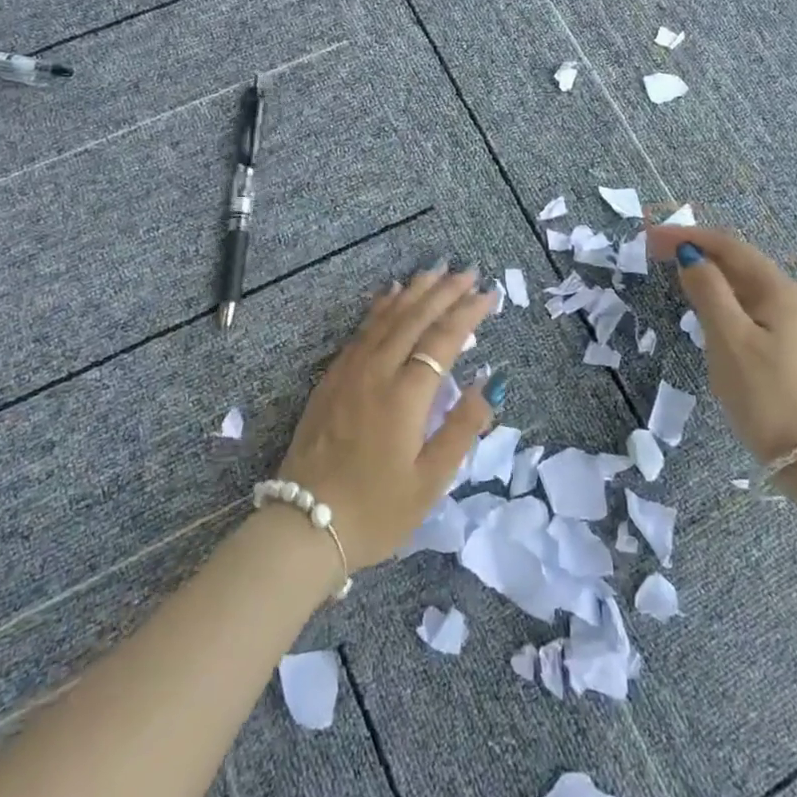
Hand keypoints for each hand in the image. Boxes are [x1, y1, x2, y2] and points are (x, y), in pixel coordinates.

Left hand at [276, 265, 497, 568]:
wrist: (305, 525)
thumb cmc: (377, 510)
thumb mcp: (430, 481)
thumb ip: (461, 427)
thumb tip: (490, 382)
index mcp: (406, 395)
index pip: (443, 340)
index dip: (467, 313)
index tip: (488, 294)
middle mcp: (377, 371)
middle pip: (415, 319)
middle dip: (443, 292)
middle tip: (467, 271)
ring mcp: (350, 371)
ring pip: (387, 318)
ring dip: (413, 292)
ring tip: (434, 271)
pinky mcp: (332, 378)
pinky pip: (362, 330)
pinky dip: (381, 307)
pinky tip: (389, 296)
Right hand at [646, 226, 796, 464]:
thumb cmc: (766, 395)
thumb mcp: (729, 339)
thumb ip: (708, 291)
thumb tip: (691, 256)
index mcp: (780, 290)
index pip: (728, 246)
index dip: (687, 235)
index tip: (649, 236)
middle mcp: (794, 298)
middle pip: (738, 262)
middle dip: (697, 251)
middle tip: (655, 252)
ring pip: (745, 287)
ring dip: (710, 275)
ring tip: (676, 275)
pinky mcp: (794, 349)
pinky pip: (752, 309)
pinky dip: (724, 299)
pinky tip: (709, 311)